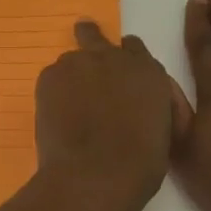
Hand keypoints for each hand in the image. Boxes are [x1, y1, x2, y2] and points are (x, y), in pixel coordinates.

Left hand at [34, 21, 182, 210]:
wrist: (97, 175)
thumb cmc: (140, 165)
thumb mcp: (161, 128)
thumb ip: (146, 103)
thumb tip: (132, 102)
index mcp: (148, 71)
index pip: (133, 48)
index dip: (124, 59)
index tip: (117, 73)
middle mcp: (113, 58)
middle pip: (94, 36)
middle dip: (89, 42)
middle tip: (82, 59)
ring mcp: (78, 63)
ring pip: (71, 61)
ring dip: (71, 77)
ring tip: (69, 106)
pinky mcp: (50, 76)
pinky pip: (52, 78)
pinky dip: (54, 92)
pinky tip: (57, 116)